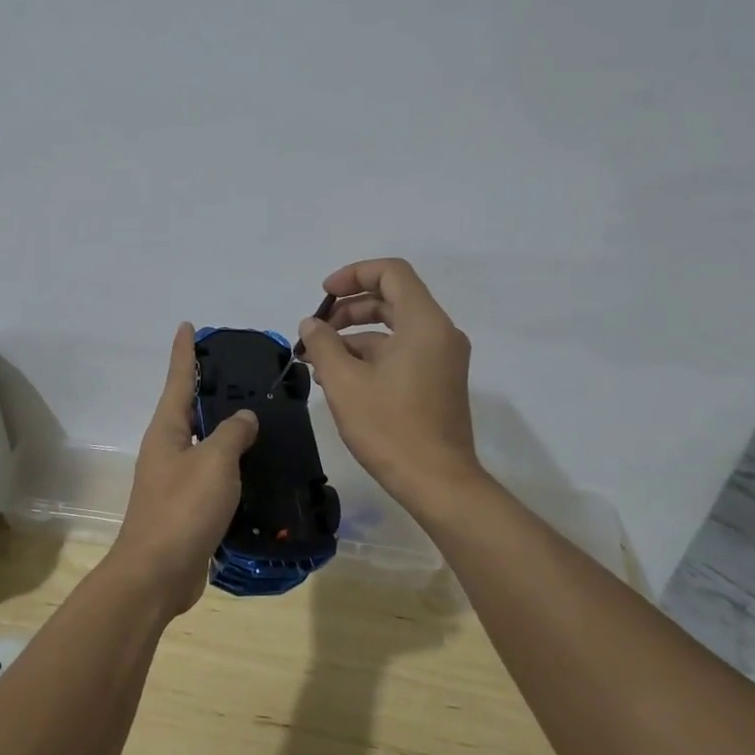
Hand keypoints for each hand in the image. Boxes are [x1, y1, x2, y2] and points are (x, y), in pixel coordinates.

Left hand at [108, 323, 259, 615]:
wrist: (157, 574)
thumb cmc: (182, 509)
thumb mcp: (215, 462)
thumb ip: (233, 433)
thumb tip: (245, 417)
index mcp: (167, 430)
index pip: (178, 379)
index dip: (184, 351)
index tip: (187, 324)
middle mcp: (167, 448)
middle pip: (190, 409)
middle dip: (210, 388)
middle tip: (243, 372)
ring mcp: (175, 479)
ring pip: (204, 443)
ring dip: (225, 430)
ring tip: (259, 417)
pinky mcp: (187, 507)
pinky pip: (212, 474)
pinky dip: (232, 466)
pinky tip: (256, 467)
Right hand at [299, 258, 482, 512]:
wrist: (438, 483)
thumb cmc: (390, 428)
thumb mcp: (345, 382)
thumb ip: (323, 344)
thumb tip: (312, 324)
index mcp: (424, 323)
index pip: (391, 272)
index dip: (354, 274)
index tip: (324, 295)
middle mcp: (440, 333)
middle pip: (392, 298)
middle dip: (349, 308)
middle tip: (316, 331)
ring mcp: (442, 358)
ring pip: (394, 328)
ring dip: (355, 335)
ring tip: (319, 361)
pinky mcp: (439, 380)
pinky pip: (403, 350)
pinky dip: (372, 355)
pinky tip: (340, 378)